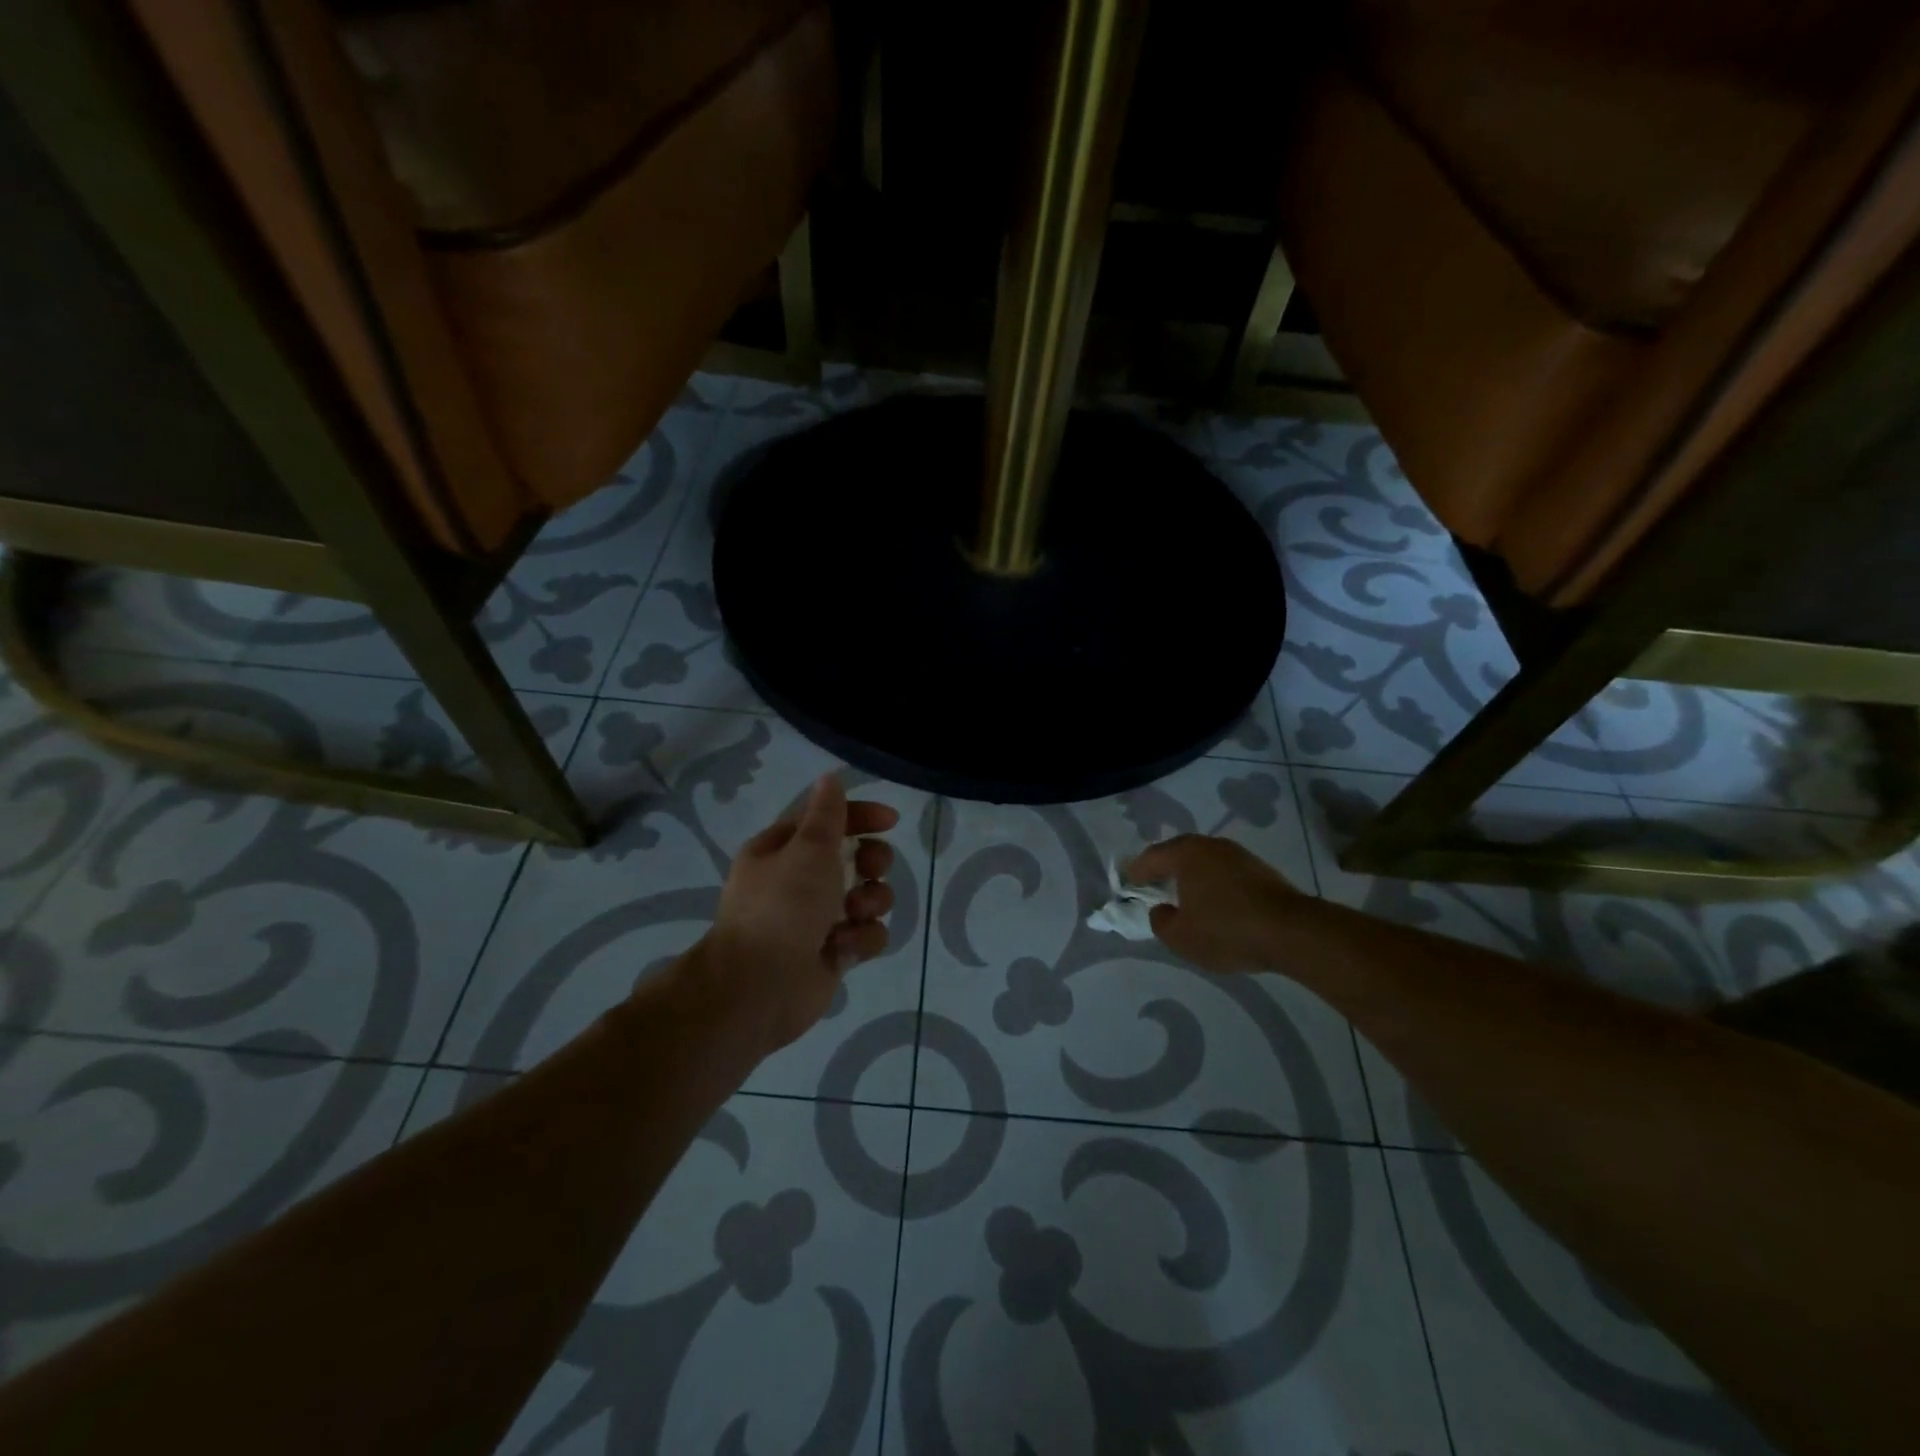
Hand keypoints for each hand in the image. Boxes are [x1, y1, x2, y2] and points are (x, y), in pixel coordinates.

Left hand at [687, 773, 898, 1056]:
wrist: (759, 989)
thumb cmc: (781, 907)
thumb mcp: (807, 850)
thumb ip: (826, 815)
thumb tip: (830, 778)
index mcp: (781, 851)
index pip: (826, 821)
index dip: (860, 816)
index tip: (891, 821)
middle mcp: (798, 882)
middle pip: (853, 857)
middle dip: (872, 861)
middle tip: (872, 868)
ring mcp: (816, 919)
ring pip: (867, 897)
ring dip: (871, 901)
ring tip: (856, 913)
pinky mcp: (833, 952)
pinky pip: (865, 935)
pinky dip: (861, 939)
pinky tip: (844, 947)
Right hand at [1125, 834, 1295, 973]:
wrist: (1291, 932)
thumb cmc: (1226, 929)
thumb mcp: (1180, 937)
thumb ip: (1160, 921)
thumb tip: (1161, 909)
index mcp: (1186, 853)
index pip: (1151, 857)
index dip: (1136, 872)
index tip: (1127, 883)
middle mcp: (1211, 845)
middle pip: (1179, 855)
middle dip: (1164, 871)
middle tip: (1152, 887)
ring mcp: (1239, 855)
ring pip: (1204, 863)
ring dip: (1192, 878)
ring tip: (1184, 898)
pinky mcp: (1260, 870)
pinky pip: (1225, 874)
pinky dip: (1214, 885)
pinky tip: (1215, 904)